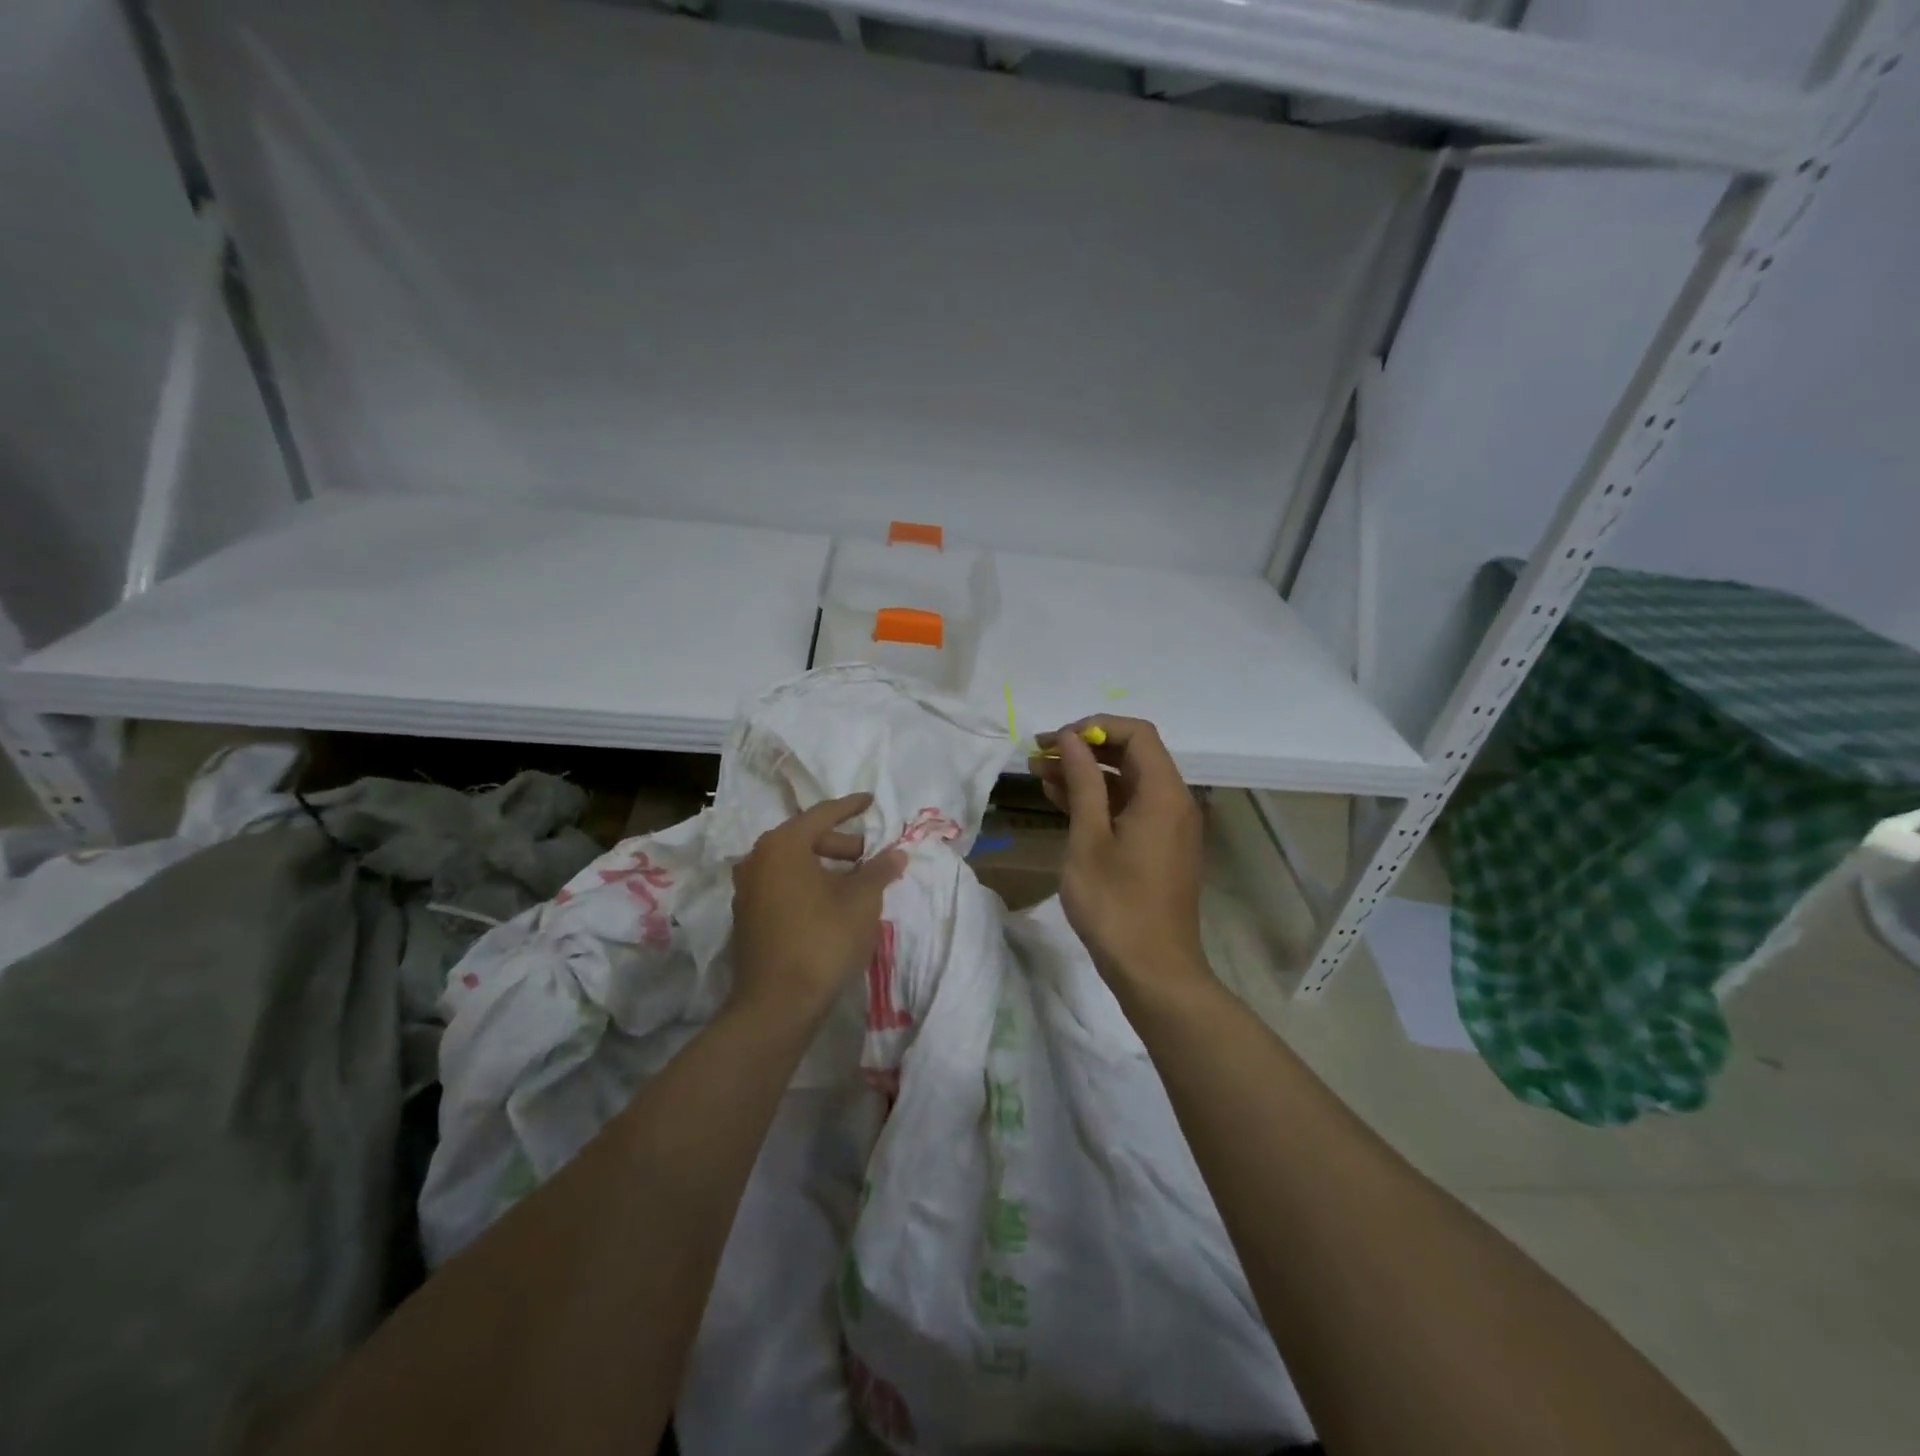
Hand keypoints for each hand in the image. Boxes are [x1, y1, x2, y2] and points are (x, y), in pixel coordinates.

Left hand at [730, 793, 906, 1020]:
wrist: (777, 1004)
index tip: (871, 801)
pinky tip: (830, 905)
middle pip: (805, 838)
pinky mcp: (747, 918)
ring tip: (854, 883)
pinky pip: (782, 886)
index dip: (851, 807)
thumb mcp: (861, 901)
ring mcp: (747, 890)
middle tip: (868, 856)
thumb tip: (895, 854)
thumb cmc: (823, 940)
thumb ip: (879, 871)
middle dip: (840, 844)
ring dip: (824, 867)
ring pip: (792, 865)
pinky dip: (807, 885)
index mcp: (782, 845)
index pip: (822, 814)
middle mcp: (757, 860)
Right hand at [1030, 718, 1207, 990]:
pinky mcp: (1160, 847)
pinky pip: (1130, 808)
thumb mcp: (1089, 838)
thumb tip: (1069, 738)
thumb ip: (1082, 781)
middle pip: (1132, 755)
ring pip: (1127, 782)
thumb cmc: (1116, 904)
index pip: (1136, 734)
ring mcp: (1169, 826)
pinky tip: (1062, 801)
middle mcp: (1174, 801)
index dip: (1093, 727)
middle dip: (1084, 749)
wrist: (1153, 971)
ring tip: (1040, 773)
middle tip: (1039, 755)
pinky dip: (1099, 800)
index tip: (1054, 741)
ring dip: (1087, 775)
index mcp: (1163, 793)